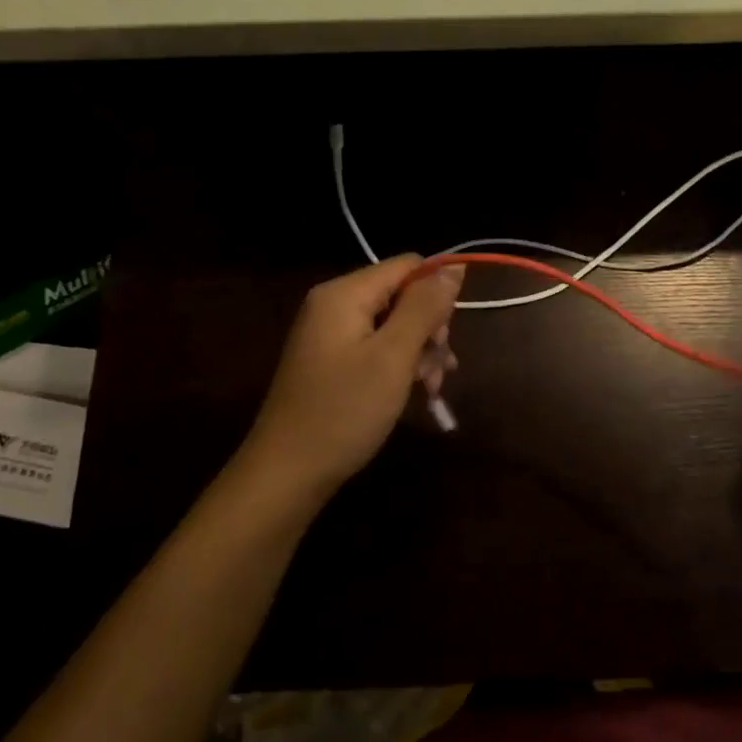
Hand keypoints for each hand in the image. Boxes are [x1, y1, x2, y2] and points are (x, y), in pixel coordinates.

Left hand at [232, 255, 462, 510]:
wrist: (287, 474)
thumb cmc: (344, 411)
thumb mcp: (393, 356)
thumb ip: (424, 307)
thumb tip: (454, 267)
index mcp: (344, 293)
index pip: (408, 266)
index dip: (437, 293)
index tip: (446, 337)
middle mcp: (334, 304)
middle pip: (402, 295)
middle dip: (430, 329)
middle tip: (440, 370)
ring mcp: (331, 334)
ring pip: (395, 324)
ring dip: (421, 352)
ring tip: (431, 388)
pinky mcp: (333, 360)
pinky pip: (378, 347)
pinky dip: (400, 365)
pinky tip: (416, 391)